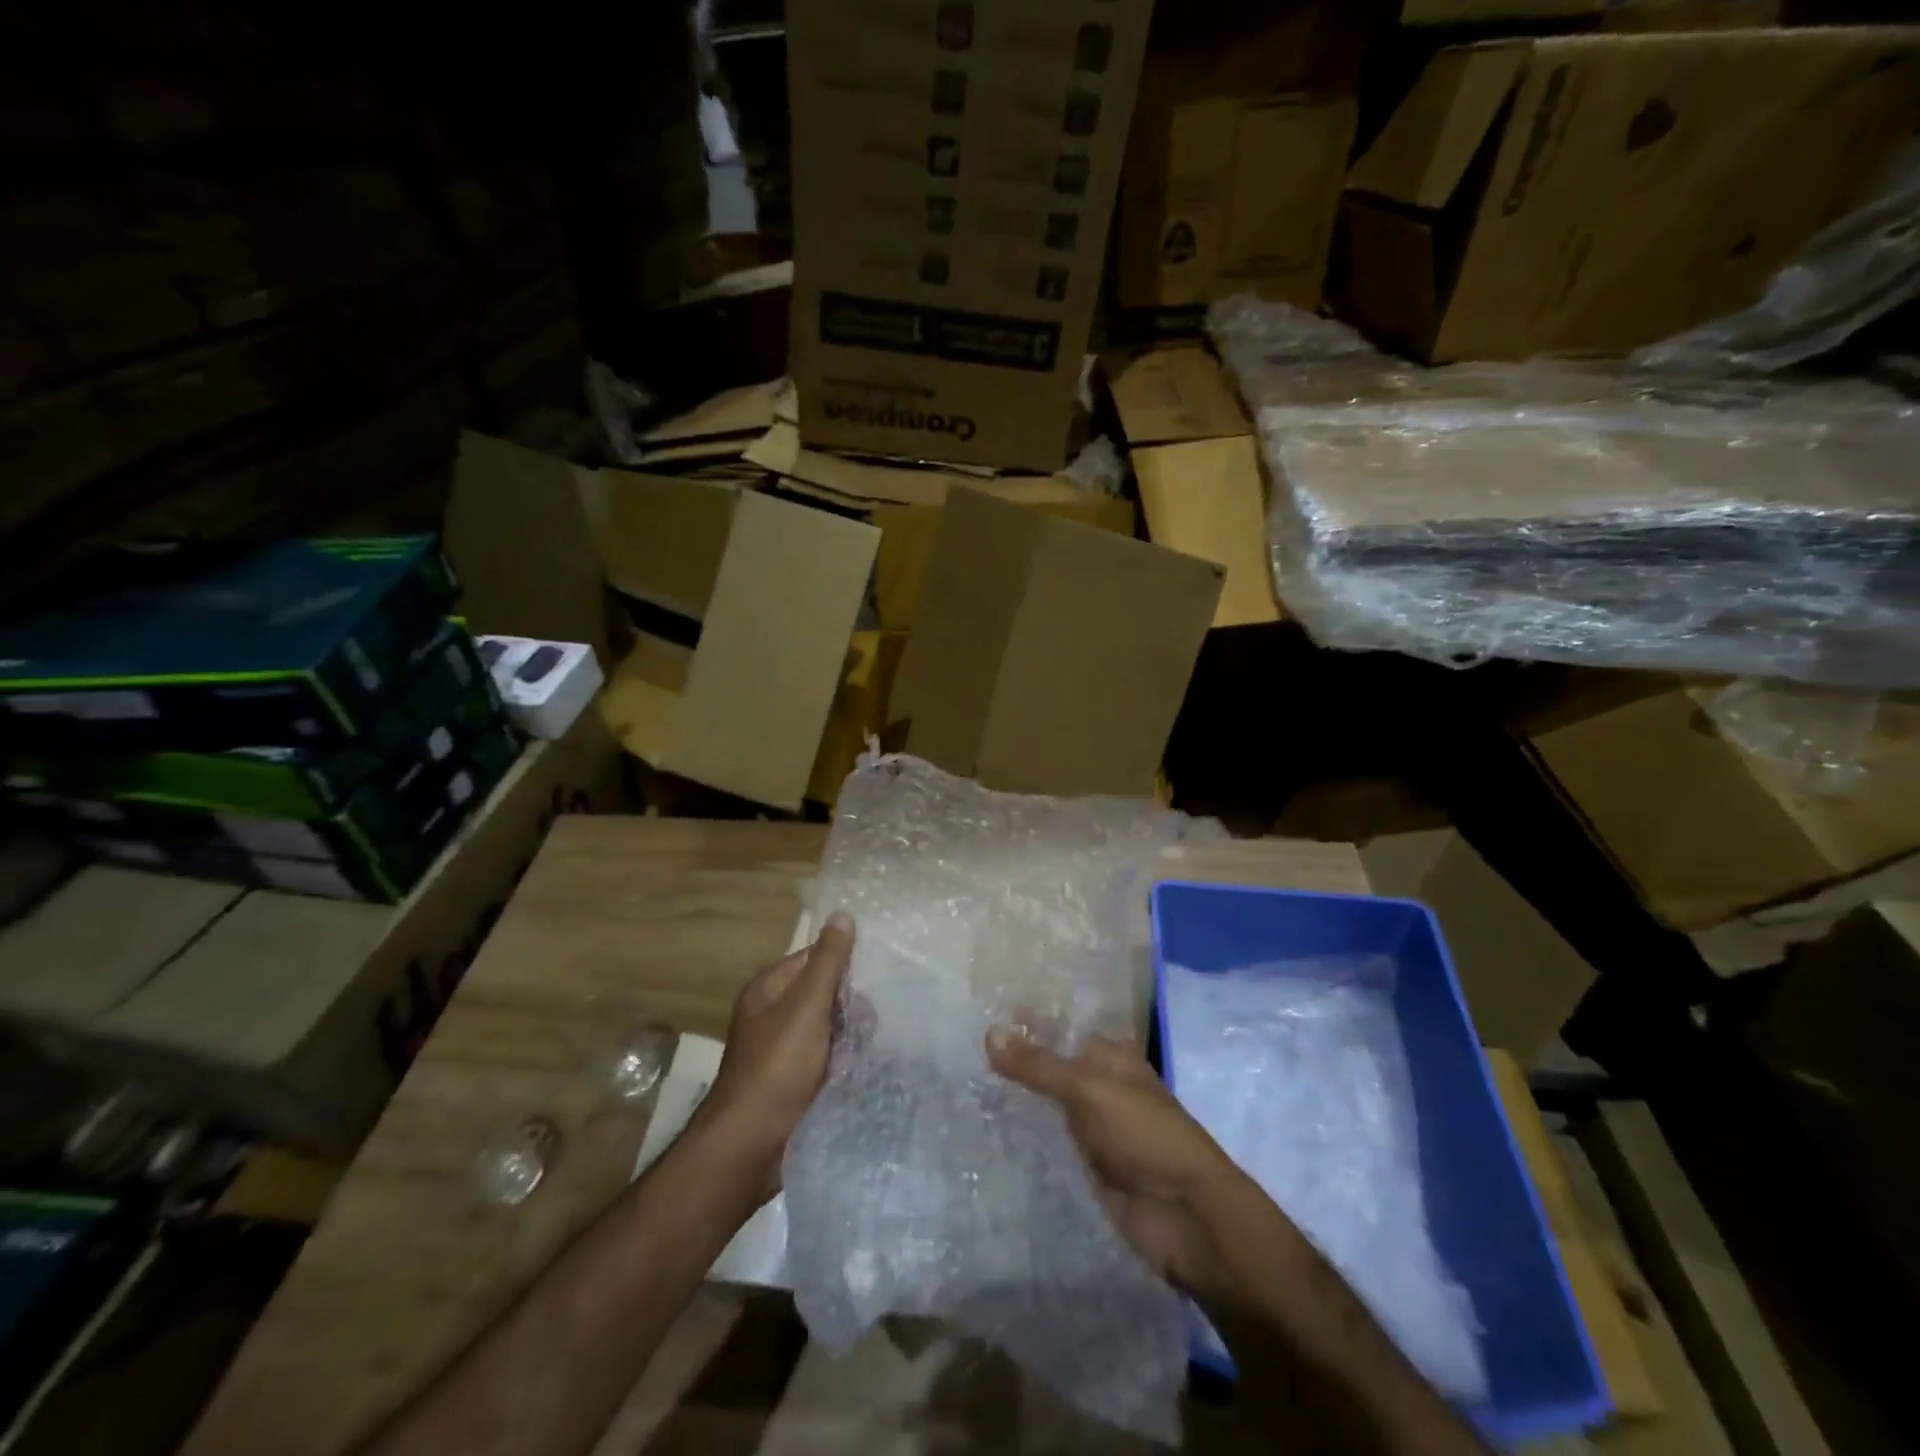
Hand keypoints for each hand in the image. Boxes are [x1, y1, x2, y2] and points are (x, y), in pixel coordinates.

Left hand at [692, 911, 853, 1198]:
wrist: (749, 1147)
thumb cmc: (777, 1067)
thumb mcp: (806, 1007)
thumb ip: (828, 962)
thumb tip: (843, 914)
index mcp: (770, 989)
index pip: (814, 958)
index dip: (843, 965)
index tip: (875, 977)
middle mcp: (775, 1014)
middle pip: (826, 993)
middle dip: (852, 1006)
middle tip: (868, 1024)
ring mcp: (785, 1050)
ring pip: (831, 1027)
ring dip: (852, 1036)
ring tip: (869, 1049)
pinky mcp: (796, 1081)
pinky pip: (829, 1057)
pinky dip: (845, 1061)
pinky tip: (863, 1068)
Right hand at [986, 1028, 1263, 1299]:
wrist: (1184, 1216)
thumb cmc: (1145, 1135)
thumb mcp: (1090, 1090)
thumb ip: (1039, 1065)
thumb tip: (989, 1032)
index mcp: (1110, 1056)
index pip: (1061, 1028)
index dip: (1026, 1020)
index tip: (979, 1010)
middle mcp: (1099, 1085)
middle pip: (1050, 1066)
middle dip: (1013, 1060)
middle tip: (958, 1047)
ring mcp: (1091, 1127)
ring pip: (1044, 1104)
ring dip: (1013, 1098)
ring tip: (960, 1083)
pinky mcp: (1083, 1165)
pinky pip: (1046, 1142)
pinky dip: (1021, 1136)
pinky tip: (983, 1128)